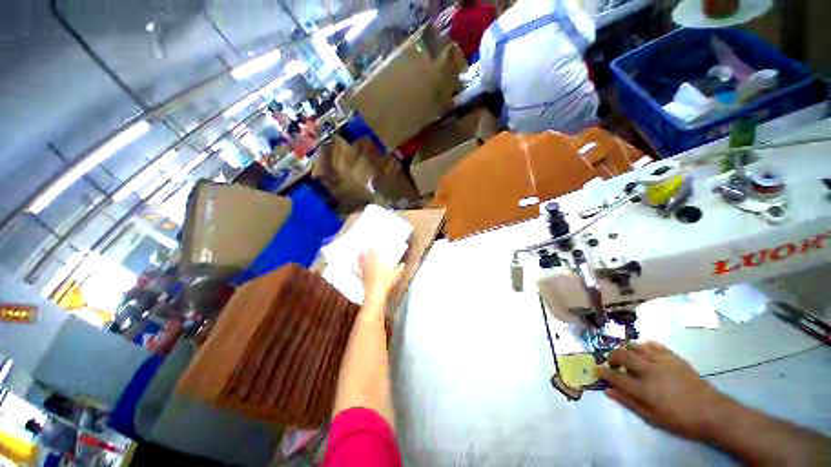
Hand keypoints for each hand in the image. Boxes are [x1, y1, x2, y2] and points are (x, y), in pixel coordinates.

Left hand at [358, 250, 403, 305]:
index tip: (370, 245)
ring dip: (359, 259)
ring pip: (361, 264)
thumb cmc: (386, 282)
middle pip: (367, 258)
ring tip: (357, 254)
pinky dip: (355, 271)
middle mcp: (370, 267)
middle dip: (364, 253)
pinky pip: (358, 274)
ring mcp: (366, 273)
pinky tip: (352, 269)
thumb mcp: (396, 275)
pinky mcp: (363, 280)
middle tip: (362, 248)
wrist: (376, 294)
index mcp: (378, 264)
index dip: (372, 249)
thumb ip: (400, 269)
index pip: (374, 254)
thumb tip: (403, 264)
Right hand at [595, 341, 732, 441]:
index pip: (615, 375)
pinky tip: (644, 350)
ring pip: (636, 346)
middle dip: (612, 356)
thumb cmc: (680, 420)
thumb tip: (608, 390)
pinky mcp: (673, 357)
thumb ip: (629, 402)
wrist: (712, 412)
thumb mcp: (653, 418)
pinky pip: (654, 345)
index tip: (596, 370)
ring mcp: (662, 361)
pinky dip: (644, 345)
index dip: (603, 371)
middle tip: (612, 362)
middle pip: (622, 355)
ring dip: (627, 349)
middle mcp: (649, 371)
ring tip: (627, 356)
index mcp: (643, 388)